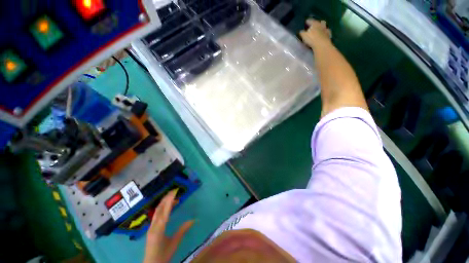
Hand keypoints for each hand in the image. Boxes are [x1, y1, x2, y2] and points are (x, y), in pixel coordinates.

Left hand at [143, 189, 193, 262]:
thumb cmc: (163, 255)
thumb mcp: (175, 243)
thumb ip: (183, 230)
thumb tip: (194, 220)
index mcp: (159, 228)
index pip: (165, 210)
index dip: (170, 200)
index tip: (175, 191)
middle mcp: (154, 225)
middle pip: (159, 208)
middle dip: (166, 198)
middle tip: (174, 191)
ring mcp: (151, 227)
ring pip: (157, 211)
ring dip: (164, 202)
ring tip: (173, 197)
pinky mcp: (151, 228)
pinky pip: (156, 215)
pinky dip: (162, 208)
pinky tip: (167, 208)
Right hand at [299, 19, 331, 48]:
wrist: (321, 44)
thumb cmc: (311, 39)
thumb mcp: (304, 36)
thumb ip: (302, 33)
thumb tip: (301, 31)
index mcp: (314, 24)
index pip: (310, 21)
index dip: (308, 21)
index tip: (306, 21)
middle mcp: (321, 25)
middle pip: (320, 22)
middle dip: (317, 23)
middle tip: (315, 25)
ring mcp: (325, 30)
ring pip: (324, 26)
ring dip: (322, 27)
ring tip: (320, 29)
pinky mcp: (328, 35)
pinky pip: (327, 32)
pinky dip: (326, 32)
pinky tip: (324, 34)